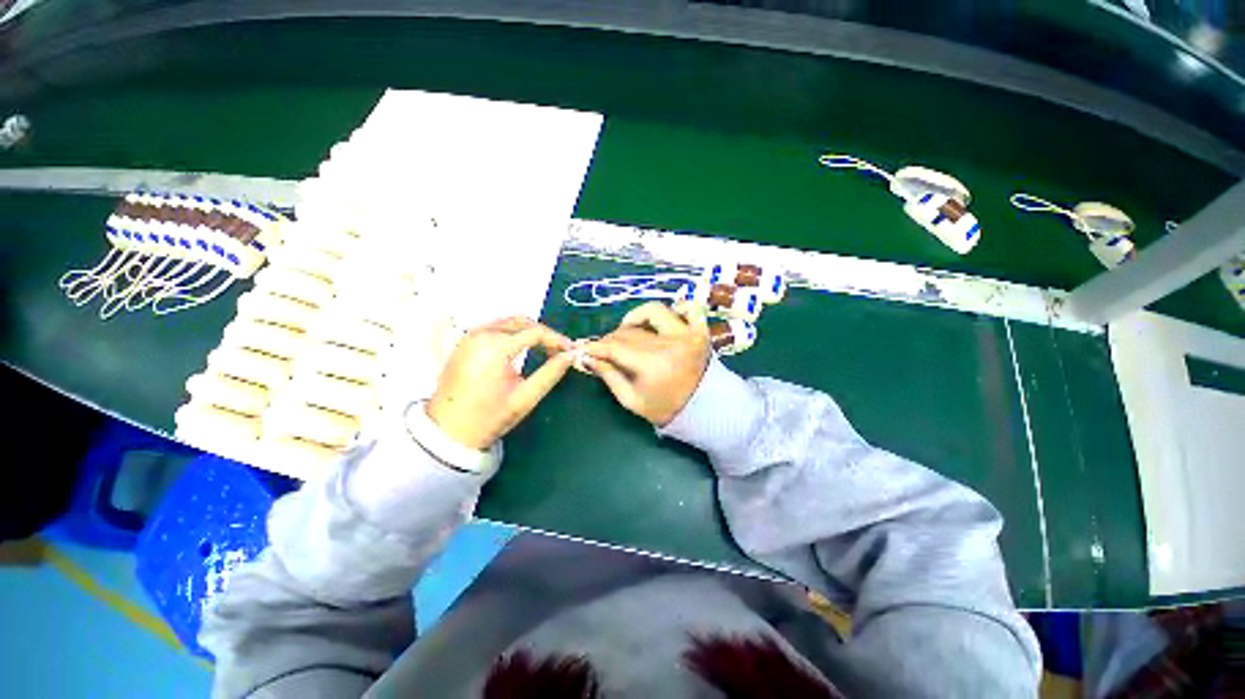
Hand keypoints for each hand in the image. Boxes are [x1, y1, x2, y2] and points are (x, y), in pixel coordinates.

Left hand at [427, 317, 574, 449]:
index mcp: (495, 347)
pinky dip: (514, 334)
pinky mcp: (465, 342)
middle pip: (522, 322)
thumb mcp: (525, 398)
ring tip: (546, 349)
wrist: (448, 431)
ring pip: (509, 323)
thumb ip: (550, 374)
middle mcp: (481, 334)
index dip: (557, 340)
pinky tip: (524, 348)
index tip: (571, 351)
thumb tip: (570, 356)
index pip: (535, 332)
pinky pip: (496, 328)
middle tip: (560, 350)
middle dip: (544, 333)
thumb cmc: (488, 418)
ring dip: (530, 332)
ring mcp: (470, 336)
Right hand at [585, 301, 710, 425]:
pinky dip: (676, 309)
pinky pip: (689, 308)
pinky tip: (665, 321)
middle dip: (611, 339)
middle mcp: (669, 343)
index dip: (595, 346)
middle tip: (606, 350)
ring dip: (636, 318)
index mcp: (652, 364)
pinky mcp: (700, 330)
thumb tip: (588, 357)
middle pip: (629, 331)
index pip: (615, 347)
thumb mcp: (631, 400)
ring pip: (653, 311)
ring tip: (630, 331)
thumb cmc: (666, 408)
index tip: (584, 348)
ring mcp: (687, 334)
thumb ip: (609, 376)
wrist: (705, 410)